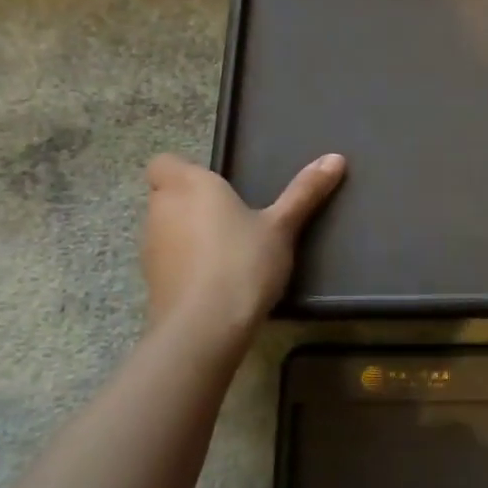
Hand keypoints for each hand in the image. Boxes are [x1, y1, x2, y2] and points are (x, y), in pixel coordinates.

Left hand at [140, 153, 345, 339]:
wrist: (204, 329)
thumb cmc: (243, 262)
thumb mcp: (282, 226)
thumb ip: (305, 191)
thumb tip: (335, 158)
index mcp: (190, 185)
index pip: (164, 163)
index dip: (183, 170)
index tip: (216, 185)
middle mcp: (162, 210)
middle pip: (165, 194)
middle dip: (190, 201)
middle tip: (231, 214)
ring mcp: (151, 248)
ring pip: (165, 228)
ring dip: (186, 233)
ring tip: (227, 249)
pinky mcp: (152, 282)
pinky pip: (168, 260)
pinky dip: (184, 264)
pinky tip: (215, 279)